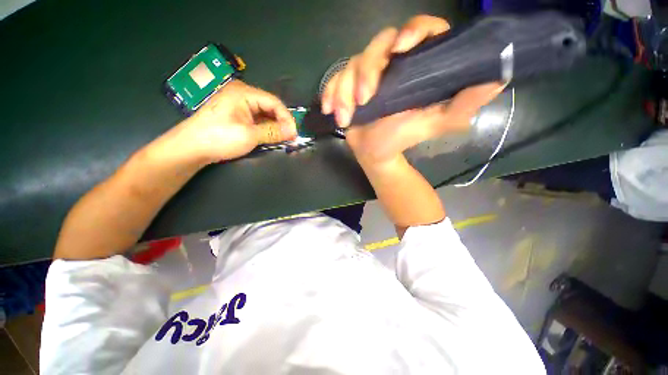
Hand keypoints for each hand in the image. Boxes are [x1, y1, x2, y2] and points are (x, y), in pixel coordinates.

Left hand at [164, 80, 296, 164]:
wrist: (190, 148)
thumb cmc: (219, 138)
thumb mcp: (249, 135)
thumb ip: (273, 132)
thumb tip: (293, 132)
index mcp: (243, 93)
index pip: (274, 102)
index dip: (287, 118)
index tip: (294, 133)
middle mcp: (241, 94)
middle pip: (269, 107)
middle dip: (281, 122)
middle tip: (290, 137)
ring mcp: (237, 104)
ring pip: (263, 114)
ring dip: (274, 126)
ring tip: (282, 139)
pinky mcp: (235, 114)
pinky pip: (256, 119)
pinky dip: (265, 128)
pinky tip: (270, 137)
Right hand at [321, 15, 503, 165]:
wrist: (376, 153)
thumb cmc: (403, 137)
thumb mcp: (438, 122)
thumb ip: (466, 102)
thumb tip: (499, 75)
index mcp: (416, 66)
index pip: (421, 31)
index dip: (413, 30)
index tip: (403, 46)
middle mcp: (391, 64)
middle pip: (377, 45)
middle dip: (367, 71)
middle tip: (364, 100)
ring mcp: (367, 74)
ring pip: (352, 64)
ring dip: (345, 91)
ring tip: (345, 117)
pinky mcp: (348, 86)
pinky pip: (335, 81)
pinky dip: (330, 94)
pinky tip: (331, 111)